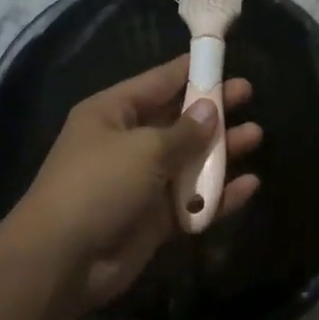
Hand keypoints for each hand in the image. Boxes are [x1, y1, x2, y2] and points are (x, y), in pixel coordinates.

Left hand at [10, 57, 262, 311]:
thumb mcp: (144, 149)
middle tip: (248, 94)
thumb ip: (184, 131)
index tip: (222, 58)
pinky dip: (218, 194)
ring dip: (221, 150)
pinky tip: (249, 185)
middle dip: (212, 109)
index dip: (191, 70)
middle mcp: (127, 142)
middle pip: (177, 119)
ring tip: (256, 136)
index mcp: (113, 113)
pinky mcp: (154, 219)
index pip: (158, 82)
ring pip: (189, 160)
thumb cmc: (98, 185)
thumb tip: (210, 110)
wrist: (62, 260)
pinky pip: (192, 200)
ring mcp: (141, 182)